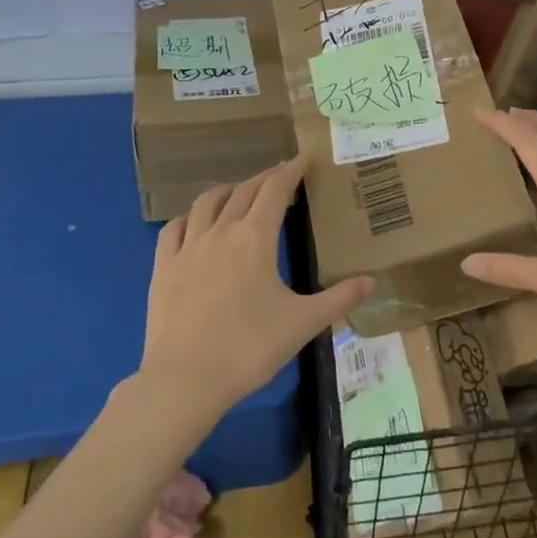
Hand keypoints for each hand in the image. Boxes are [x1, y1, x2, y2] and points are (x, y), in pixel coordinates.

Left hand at [138, 155, 373, 421]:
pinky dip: (190, 217)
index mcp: (256, 238)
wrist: (185, 379)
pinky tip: (195, 223)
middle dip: (264, 178)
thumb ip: (339, 299)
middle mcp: (221, 231)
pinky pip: (175, 228)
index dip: (290, 170)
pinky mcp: (163, 266)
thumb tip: (372, 282)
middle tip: (279, 176)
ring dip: (227, 190)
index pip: (275, 190)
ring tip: (239, 192)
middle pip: (244, 191)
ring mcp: (188, 247)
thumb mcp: (303, 323)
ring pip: (206, 202)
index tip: (303, 158)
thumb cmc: (250, 348)